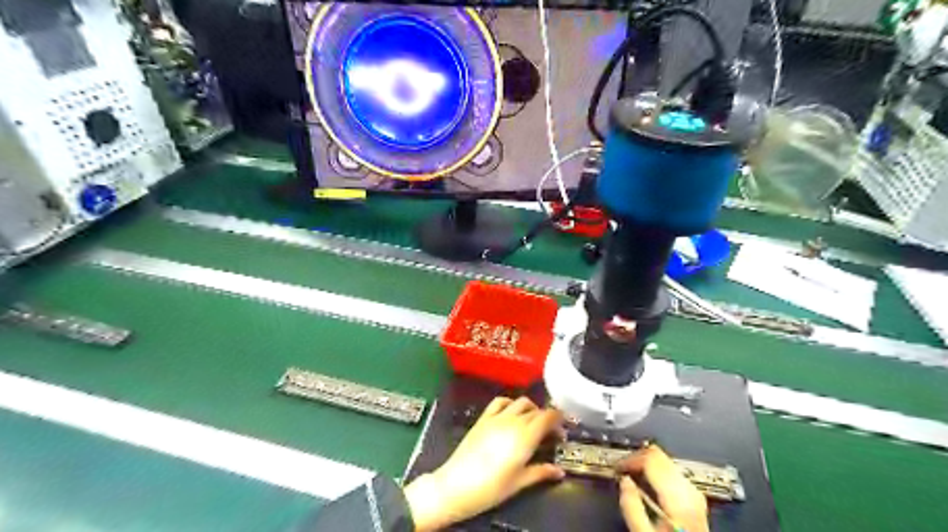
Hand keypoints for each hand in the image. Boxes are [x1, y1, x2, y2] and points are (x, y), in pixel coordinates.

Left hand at [404, 396, 565, 528]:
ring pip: (520, 402)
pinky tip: (511, 412)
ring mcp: (497, 417)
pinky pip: (499, 401)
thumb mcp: (520, 482)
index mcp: (526, 436)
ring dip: (531, 408)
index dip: (559, 418)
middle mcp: (513, 421)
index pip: (548, 416)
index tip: (564, 428)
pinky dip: (510, 403)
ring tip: (532, 422)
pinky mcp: (483, 418)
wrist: (456, 484)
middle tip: (551, 433)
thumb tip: (560, 471)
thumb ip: (541, 472)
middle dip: (547, 417)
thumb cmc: (491, 487)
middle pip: (536, 410)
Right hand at [621, 445, 705, 531]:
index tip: (618, 467)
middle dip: (636, 458)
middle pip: (659, 456)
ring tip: (631, 475)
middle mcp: (690, 491)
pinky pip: (671, 472)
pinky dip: (655, 471)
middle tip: (622, 468)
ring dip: (645, 464)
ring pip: (665, 461)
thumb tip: (624, 482)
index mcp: (679, 499)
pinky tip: (646, 483)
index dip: (631, 459)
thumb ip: (632, 508)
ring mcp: (694, 493)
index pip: (652, 460)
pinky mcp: (693, 497)